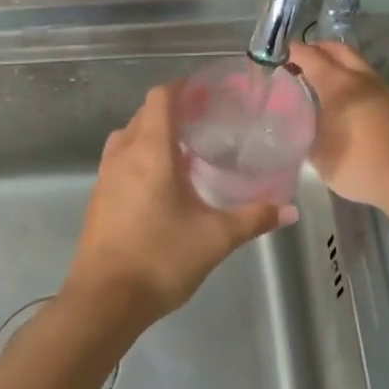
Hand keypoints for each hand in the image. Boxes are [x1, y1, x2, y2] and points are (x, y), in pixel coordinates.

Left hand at [64, 84, 292, 334]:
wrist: (104, 301)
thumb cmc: (160, 259)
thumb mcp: (214, 238)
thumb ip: (253, 218)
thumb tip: (290, 210)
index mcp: (150, 152)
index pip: (160, 98)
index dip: (183, 87)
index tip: (209, 91)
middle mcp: (123, 155)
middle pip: (145, 114)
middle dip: (173, 109)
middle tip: (207, 120)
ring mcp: (105, 177)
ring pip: (129, 137)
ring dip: (154, 133)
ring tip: (186, 149)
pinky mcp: (99, 199)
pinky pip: (120, 160)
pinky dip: (141, 156)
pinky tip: (163, 182)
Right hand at [288, 42, 388, 211]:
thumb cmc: (358, 165)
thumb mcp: (318, 154)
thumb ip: (303, 131)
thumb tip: (295, 121)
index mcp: (339, 84)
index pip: (310, 55)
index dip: (290, 52)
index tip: (273, 57)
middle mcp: (361, 78)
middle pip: (336, 49)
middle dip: (315, 50)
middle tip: (296, 65)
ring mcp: (381, 88)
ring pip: (355, 62)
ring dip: (335, 63)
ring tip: (317, 82)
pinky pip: (365, 78)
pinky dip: (349, 78)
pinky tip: (340, 100)